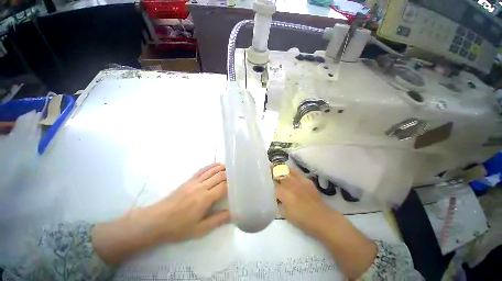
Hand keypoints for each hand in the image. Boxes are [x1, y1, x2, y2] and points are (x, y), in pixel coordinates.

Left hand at [142, 163, 230, 242]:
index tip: (239, 185)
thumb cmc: (178, 228)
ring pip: (212, 170)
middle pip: (220, 175)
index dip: (233, 185)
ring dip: (223, 168)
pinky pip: (203, 169)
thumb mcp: (200, 229)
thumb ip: (218, 220)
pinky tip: (217, 165)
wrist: (156, 221)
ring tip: (231, 169)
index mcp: (205, 198)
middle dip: (230, 175)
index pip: (224, 186)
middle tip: (237, 177)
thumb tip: (234, 213)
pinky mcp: (189, 180)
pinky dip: (212, 166)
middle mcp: (201, 186)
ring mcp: (194, 181)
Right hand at [275, 167, 376, 278]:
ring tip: (276, 167)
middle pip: (279, 174)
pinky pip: (297, 172)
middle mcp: (290, 184)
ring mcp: (299, 181)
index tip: (263, 178)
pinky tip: (289, 170)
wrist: (322, 219)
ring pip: (287, 170)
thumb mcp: (286, 214)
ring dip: (280, 169)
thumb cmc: (302, 220)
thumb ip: (279, 203)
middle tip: (267, 169)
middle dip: (272, 171)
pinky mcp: (306, 181)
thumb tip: (276, 197)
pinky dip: (291, 170)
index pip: (272, 184)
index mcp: (284, 193)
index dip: (267, 181)